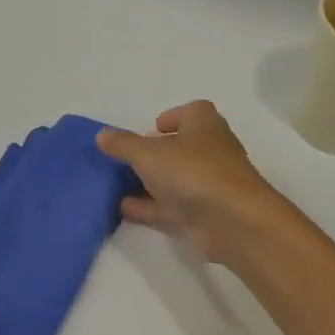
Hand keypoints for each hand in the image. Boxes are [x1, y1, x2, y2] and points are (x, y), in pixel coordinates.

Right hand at [97, 101, 285, 265]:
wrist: (232, 222)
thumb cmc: (193, 172)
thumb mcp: (148, 153)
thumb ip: (123, 145)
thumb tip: (101, 135)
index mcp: (204, 125)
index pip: (192, 112)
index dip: (172, 117)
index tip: (151, 129)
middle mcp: (209, 152)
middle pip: (180, 148)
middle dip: (154, 154)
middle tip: (125, 160)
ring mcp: (207, 186)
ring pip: (173, 181)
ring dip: (147, 184)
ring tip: (115, 186)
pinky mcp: (202, 216)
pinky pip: (169, 208)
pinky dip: (147, 208)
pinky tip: (122, 210)